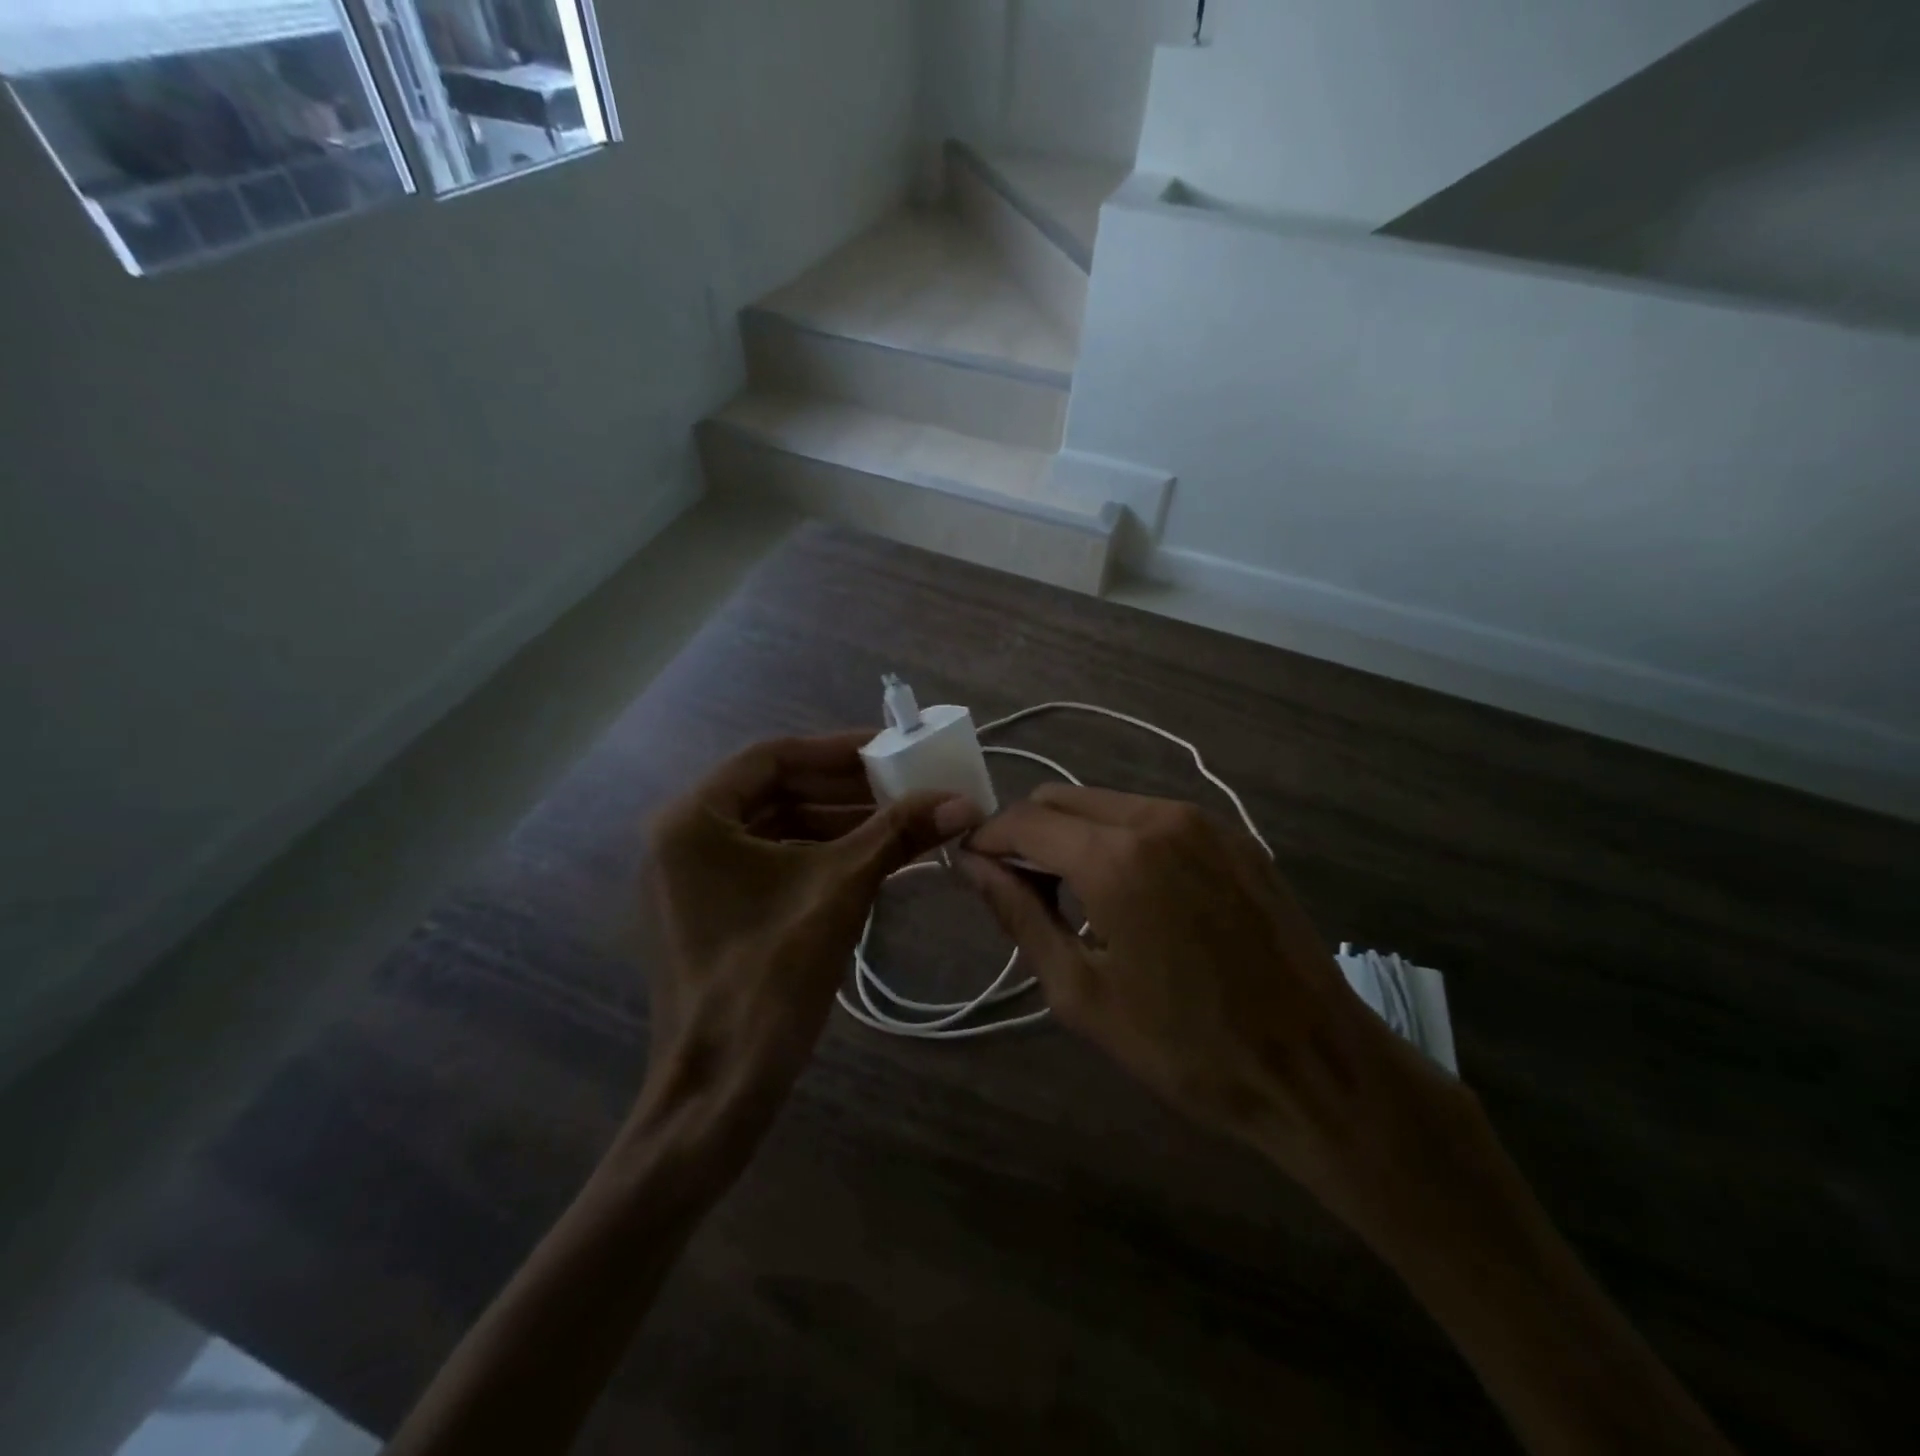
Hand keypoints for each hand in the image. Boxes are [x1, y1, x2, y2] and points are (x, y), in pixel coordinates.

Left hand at [640, 732, 981, 1148]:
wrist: (719, 1088)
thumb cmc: (769, 977)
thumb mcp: (840, 891)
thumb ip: (897, 834)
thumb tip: (962, 800)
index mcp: (694, 818)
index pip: (773, 756)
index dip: (837, 748)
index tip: (891, 748)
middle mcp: (682, 836)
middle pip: (774, 789)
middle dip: (843, 787)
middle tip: (903, 784)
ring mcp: (691, 875)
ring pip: (774, 826)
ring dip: (836, 821)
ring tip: (899, 820)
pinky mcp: (708, 907)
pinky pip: (768, 861)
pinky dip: (817, 854)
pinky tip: (869, 858)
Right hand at [960, 785, 1464, 1231]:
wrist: (1315, 1066)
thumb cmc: (1186, 1047)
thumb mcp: (1082, 992)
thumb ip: (1019, 915)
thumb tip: (972, 865)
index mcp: (1116, 857)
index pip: (1024, 821)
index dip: (988, 841)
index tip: (972, 870)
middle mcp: (1158, 818)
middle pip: (1062, 798)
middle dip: (1028, 834)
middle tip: (1022, 891)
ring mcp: (1203, 821)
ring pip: (1107, 803)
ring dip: (1074, 835)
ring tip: (1077, 897)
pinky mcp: (1234, 835)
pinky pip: (1153, 817)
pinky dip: (1121, 838)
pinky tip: (1133, 893)